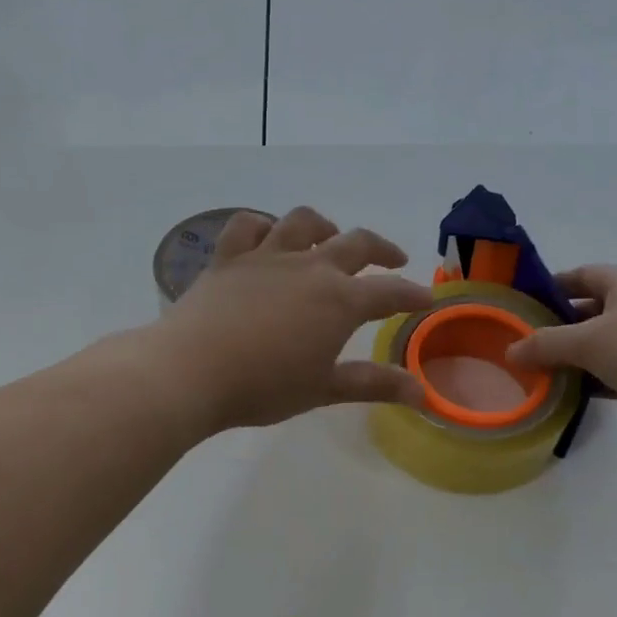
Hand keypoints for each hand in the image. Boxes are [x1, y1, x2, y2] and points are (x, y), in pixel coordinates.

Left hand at [152, 207, 434, 432]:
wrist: (191, 371)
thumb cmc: (263, 387)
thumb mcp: (323, 389)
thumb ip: (373, 385)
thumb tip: (422, 394)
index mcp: (339, 301)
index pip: (390, 292)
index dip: (412, 295)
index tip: (426, 298)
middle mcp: (309, 267)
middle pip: (356, 244)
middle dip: (381, 249)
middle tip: (393, 259)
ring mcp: (267, 256)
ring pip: (303, 222)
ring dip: (324, 226)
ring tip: (330, 237)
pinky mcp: (228, 258)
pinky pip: (247, 226)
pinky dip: (262, 226)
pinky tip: (267, 237)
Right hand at [503, 265, 616, 453]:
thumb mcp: (590, 341)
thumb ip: (545, 345)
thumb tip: (509, 351)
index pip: (582, 275)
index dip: (551, 286)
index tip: (520, 304)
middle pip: (589, 312)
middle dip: (556, 327)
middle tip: (519, 344)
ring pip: (601, 347)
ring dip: (572, 360)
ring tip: (533, 373)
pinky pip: (614, 376)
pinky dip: (591, 383)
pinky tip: (564, 396)